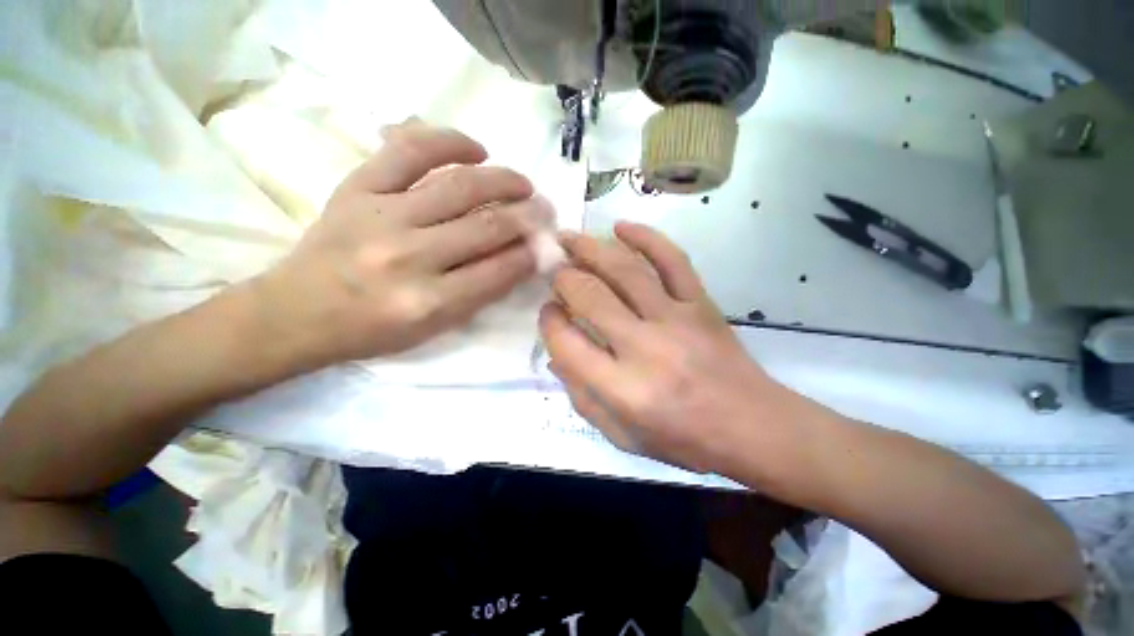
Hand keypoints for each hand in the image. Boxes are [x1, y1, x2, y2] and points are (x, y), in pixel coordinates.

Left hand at [254, 119, 545, 369]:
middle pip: (487, 226)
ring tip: (523, 184)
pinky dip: (449, 143)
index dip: (532, 254)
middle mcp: (410, 258)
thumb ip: (481, 294)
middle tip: (545, 210)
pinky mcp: (358, 188)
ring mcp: (382, 217)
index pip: (500, 270)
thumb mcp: (436, 328)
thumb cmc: (373, 330)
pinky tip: (476, 149)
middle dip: (528, 216)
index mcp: (430, 303)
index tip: (548, 243)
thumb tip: (520, 258)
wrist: (297, 312)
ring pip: (460, 186)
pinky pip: (409, 151)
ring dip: (504, 181)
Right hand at [539, 222, 800, 473]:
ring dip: (590, 248)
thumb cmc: (682, 438)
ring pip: (625, 270)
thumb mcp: (622, 435)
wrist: (751, 425)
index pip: (567, 342)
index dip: (549, 321)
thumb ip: (582, 396)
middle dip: (564, 278)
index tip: (549, 311)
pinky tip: (622, 227)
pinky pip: (672, 260)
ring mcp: (676, 319)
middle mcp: (645, 348)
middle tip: (554, 270)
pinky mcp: (701, 303)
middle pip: (590, 296)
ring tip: (569, 237)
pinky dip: (646, 238)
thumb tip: (556, 355)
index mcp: (622, 389)